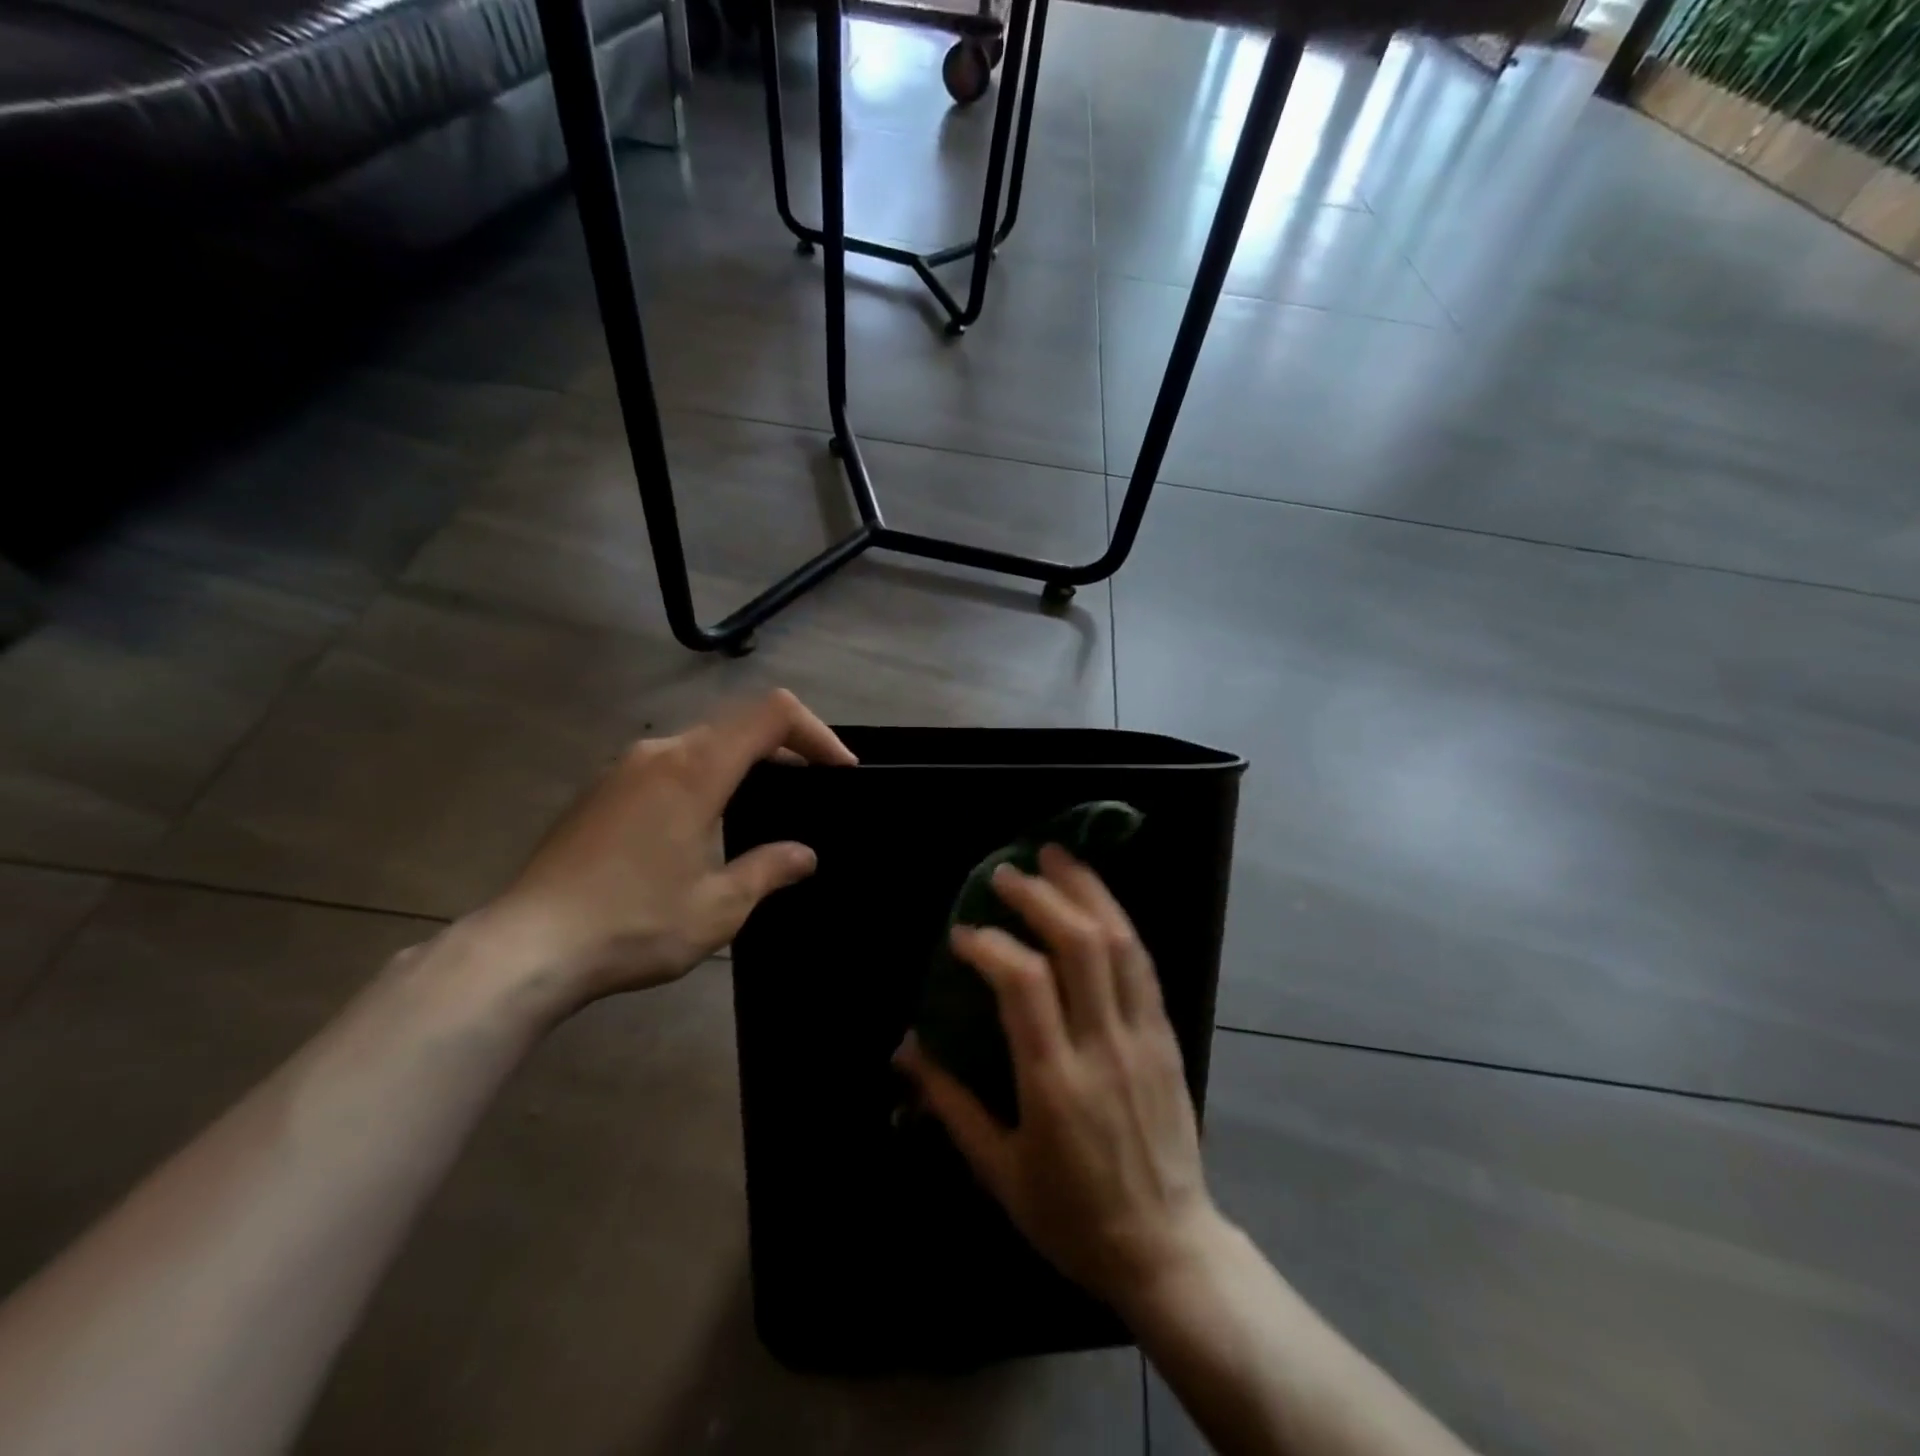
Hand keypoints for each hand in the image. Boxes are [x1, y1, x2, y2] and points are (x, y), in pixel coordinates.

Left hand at [476, 690, 855, 1008]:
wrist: (525, 948)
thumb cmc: (633, 924)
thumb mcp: (718, 906)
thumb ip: (768, 869)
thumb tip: (804, 855)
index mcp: (695, 769)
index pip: (772, 714)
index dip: (817, 733)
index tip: (840, 772)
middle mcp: (660, 752)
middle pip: (738, 722)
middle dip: (786, 747)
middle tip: (814, 788)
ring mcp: (624, 768)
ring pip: (702, 741)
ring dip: (744, 761)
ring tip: (767, 805)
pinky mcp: (601, 790)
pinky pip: (670, 763)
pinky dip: (707, 776)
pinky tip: (707, 823)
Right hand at [895, 846, 1224, 1310]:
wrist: (1168, 1248)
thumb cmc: (1072, 1216)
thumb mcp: (999, 1170)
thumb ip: (950, 1103)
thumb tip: (906, 1048)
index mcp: (1055, 1083)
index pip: (1024, 985)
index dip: (990, 945)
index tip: (962, 934)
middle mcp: (1103, 1047)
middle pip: (1078, 946)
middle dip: (1040, 897)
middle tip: (1005, 873)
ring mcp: (1142, 1037)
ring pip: (1119, 943)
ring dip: (1086, 891)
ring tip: (1057, 856)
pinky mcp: (1166, 1036)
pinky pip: (1143, 964)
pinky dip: (1117, 920)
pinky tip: (1096, 899)